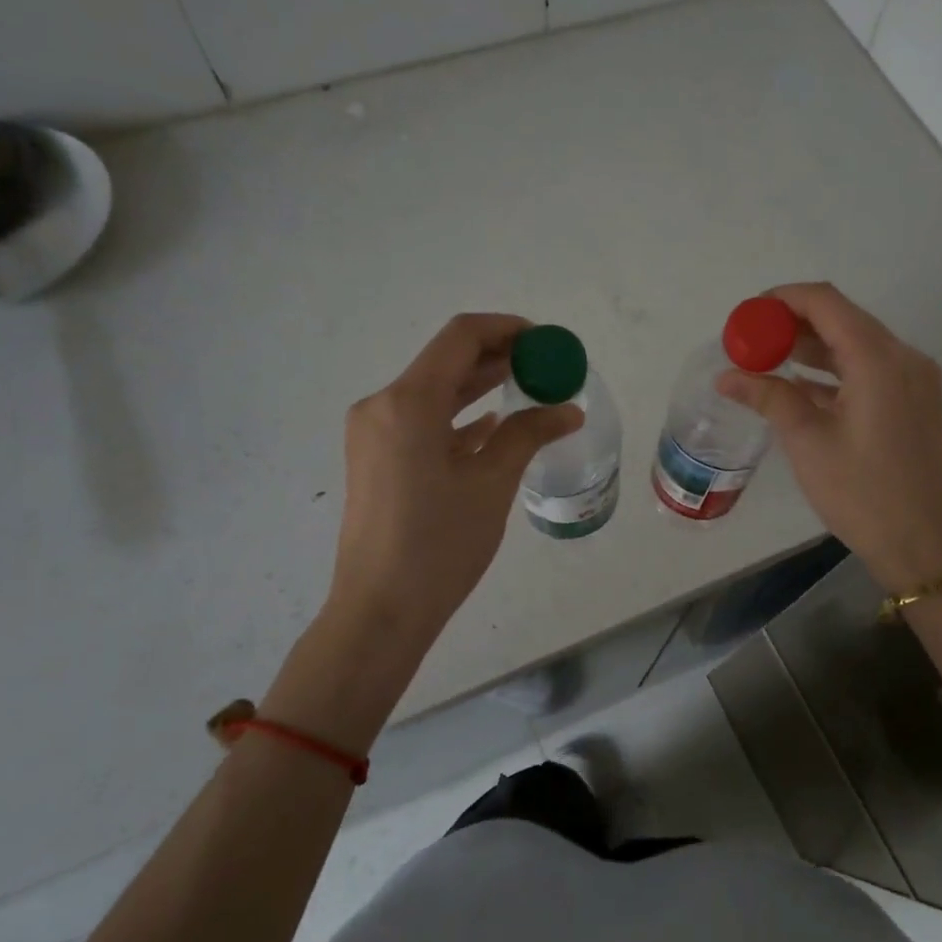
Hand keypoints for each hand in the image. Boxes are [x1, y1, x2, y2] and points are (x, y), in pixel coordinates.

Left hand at [327, 313, 581, 647]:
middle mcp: (382, 406)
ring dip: (478, 386)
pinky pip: (421, 422)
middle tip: (544, 366)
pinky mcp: (375, 459)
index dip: (506, 330)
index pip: (460, 337)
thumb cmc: (439, 545)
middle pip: (445, 361)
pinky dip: (457, 417)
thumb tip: (568, 411)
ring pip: (433, 392)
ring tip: (527, 389)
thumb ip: (528, 434)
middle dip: (496, 358)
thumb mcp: (491, 484)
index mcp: (407, 402)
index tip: (545, 342)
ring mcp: (374, 434)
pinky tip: (491, 425)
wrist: (380, 611)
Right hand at [716, 282, 941, 591]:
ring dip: (813, 347)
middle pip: (843, 318)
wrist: (924, 546)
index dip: (782, 300)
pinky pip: (869, 370)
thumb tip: (726, 376)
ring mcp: (914, 380)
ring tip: (767, 362)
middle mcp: (903, 358)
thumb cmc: (862, 493)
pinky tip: (799, 387)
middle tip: (751, 342)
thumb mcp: (807, 442)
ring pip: (856, 344)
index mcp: (879, 360)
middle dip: (793, 324)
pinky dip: (834, 370)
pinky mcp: (915, 402)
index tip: (747, 317)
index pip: (826, 302)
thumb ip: (768, 397)